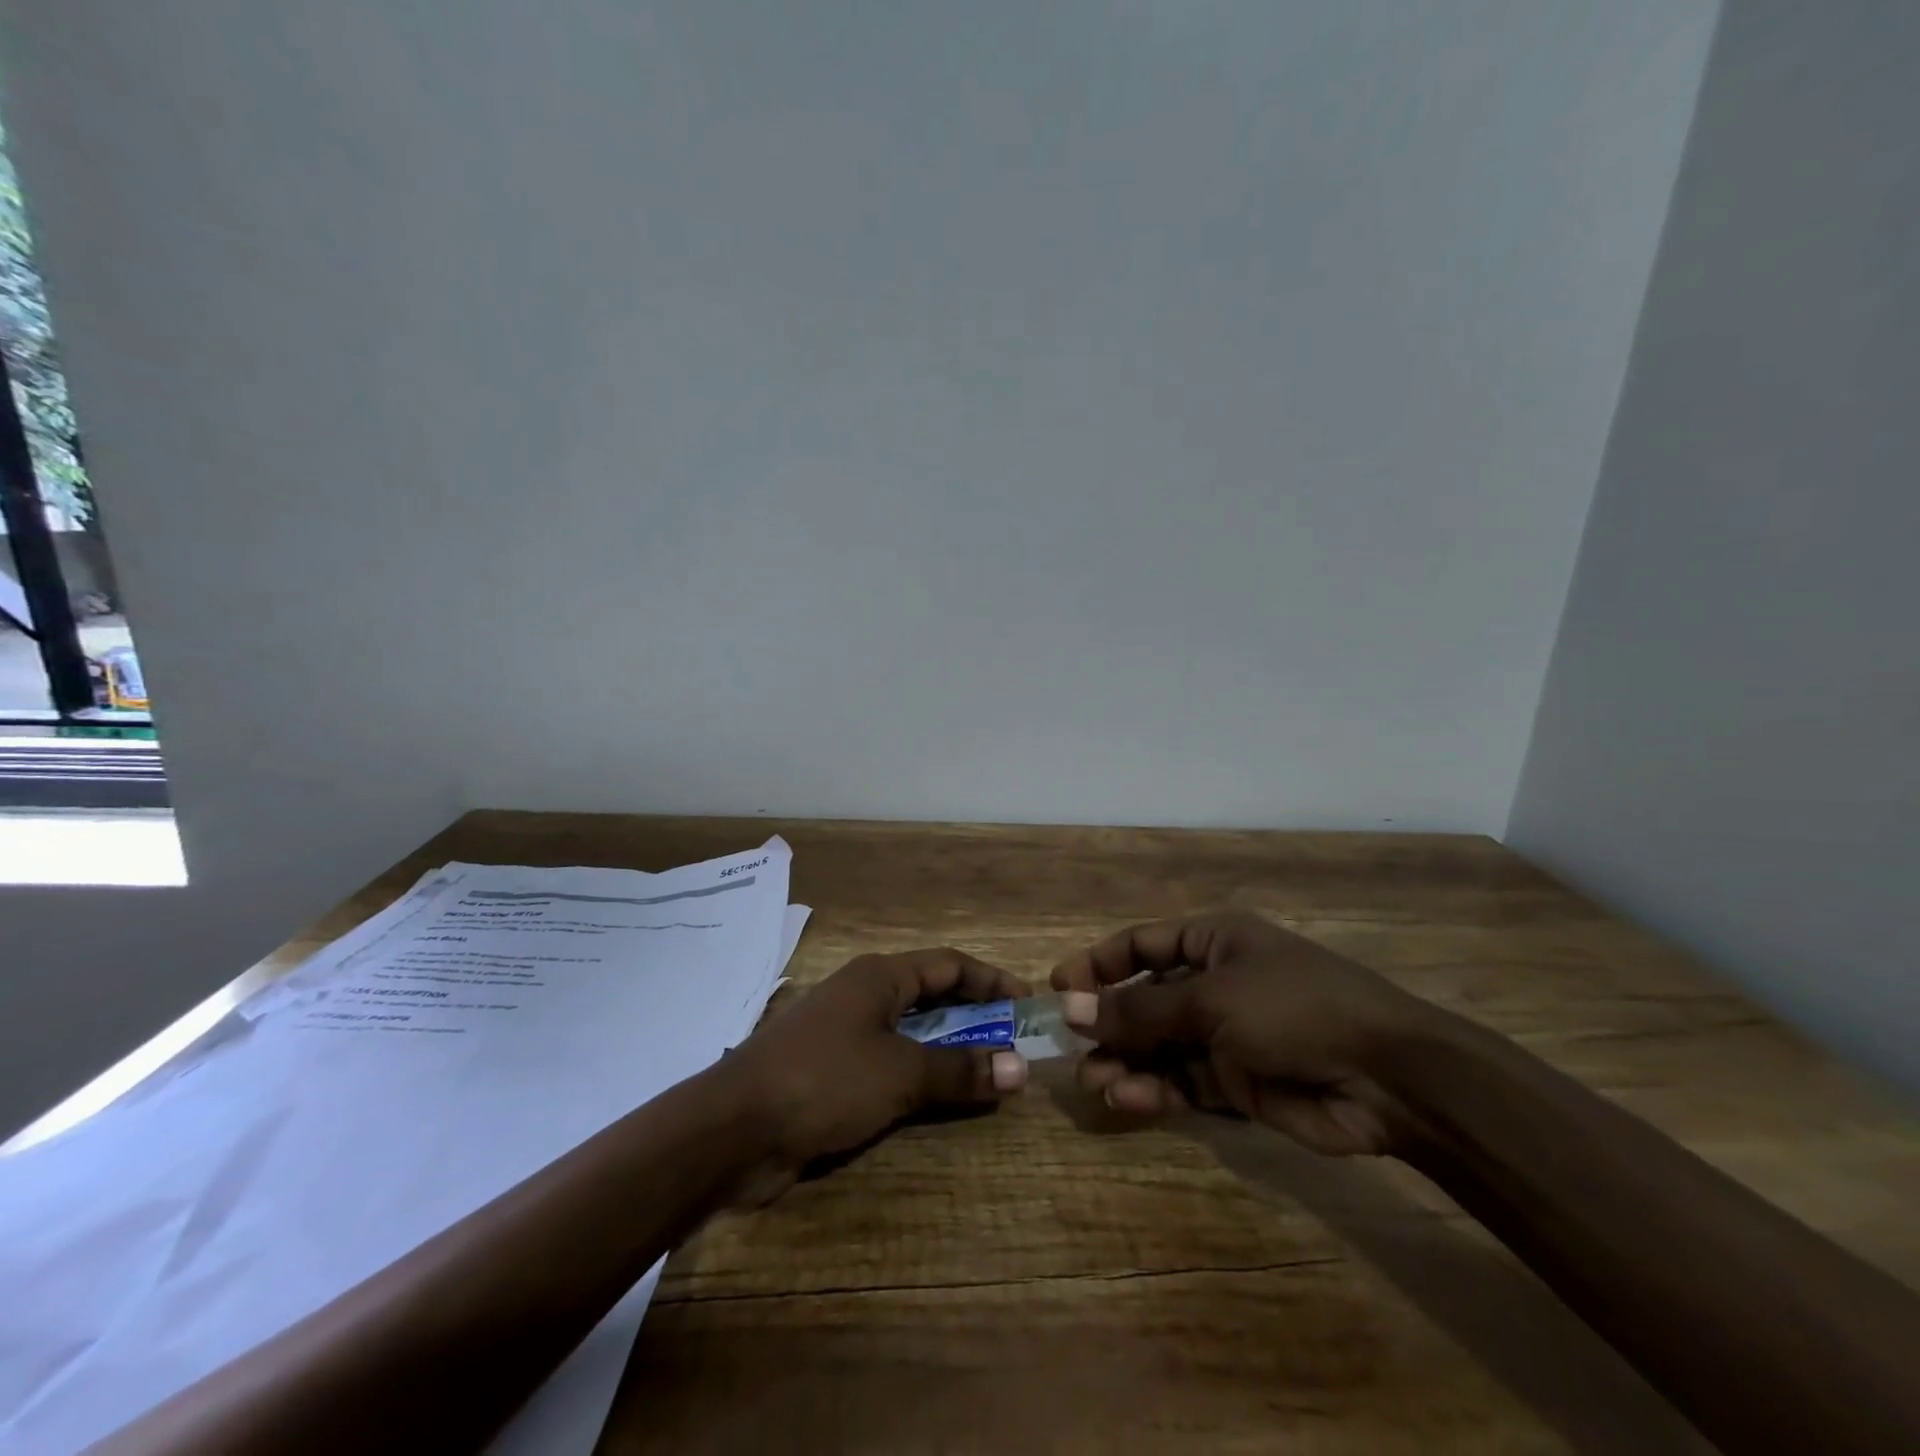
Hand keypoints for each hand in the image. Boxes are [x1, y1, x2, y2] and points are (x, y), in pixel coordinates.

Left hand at [724, 948, 1030, 1200]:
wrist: (732, 1129)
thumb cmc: (824, 1080)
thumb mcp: (900, 1073)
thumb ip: (960, 1070)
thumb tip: (1020, 1069)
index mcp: (880, 976)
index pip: (949, 964)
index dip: (992, 980)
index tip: (1028, 1005)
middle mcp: (863, 994)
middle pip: (931, 995)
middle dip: (975, 1017)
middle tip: (1015, 1043)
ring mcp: (844, 1033)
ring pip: (910, 1032)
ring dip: (949, 1049)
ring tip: (988, 1073)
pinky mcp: (830, 1072)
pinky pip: (889, 1063)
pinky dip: (919, 1075)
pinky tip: (938, 1100)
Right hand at [1050, 912, 1438, 1156]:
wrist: (1388, 1077)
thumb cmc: (1293, 1007)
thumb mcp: (1211, 999)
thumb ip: (1139, 1009)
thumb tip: (1071, 1009)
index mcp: (1213, 942)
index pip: (1141, 945)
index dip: (1098, 964)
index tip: (1058, 988)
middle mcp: (1215, 983)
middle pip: (1146, 999)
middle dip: (1109, 1023)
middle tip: (1071, 1049)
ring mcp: (1226, 1035)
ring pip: (1160, 1046)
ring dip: (1127, 1061)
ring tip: (1095, 1081)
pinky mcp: (1238, 1082)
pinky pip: (1183, 1081)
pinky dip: (1156, 1090)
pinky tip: (1129, 1098)